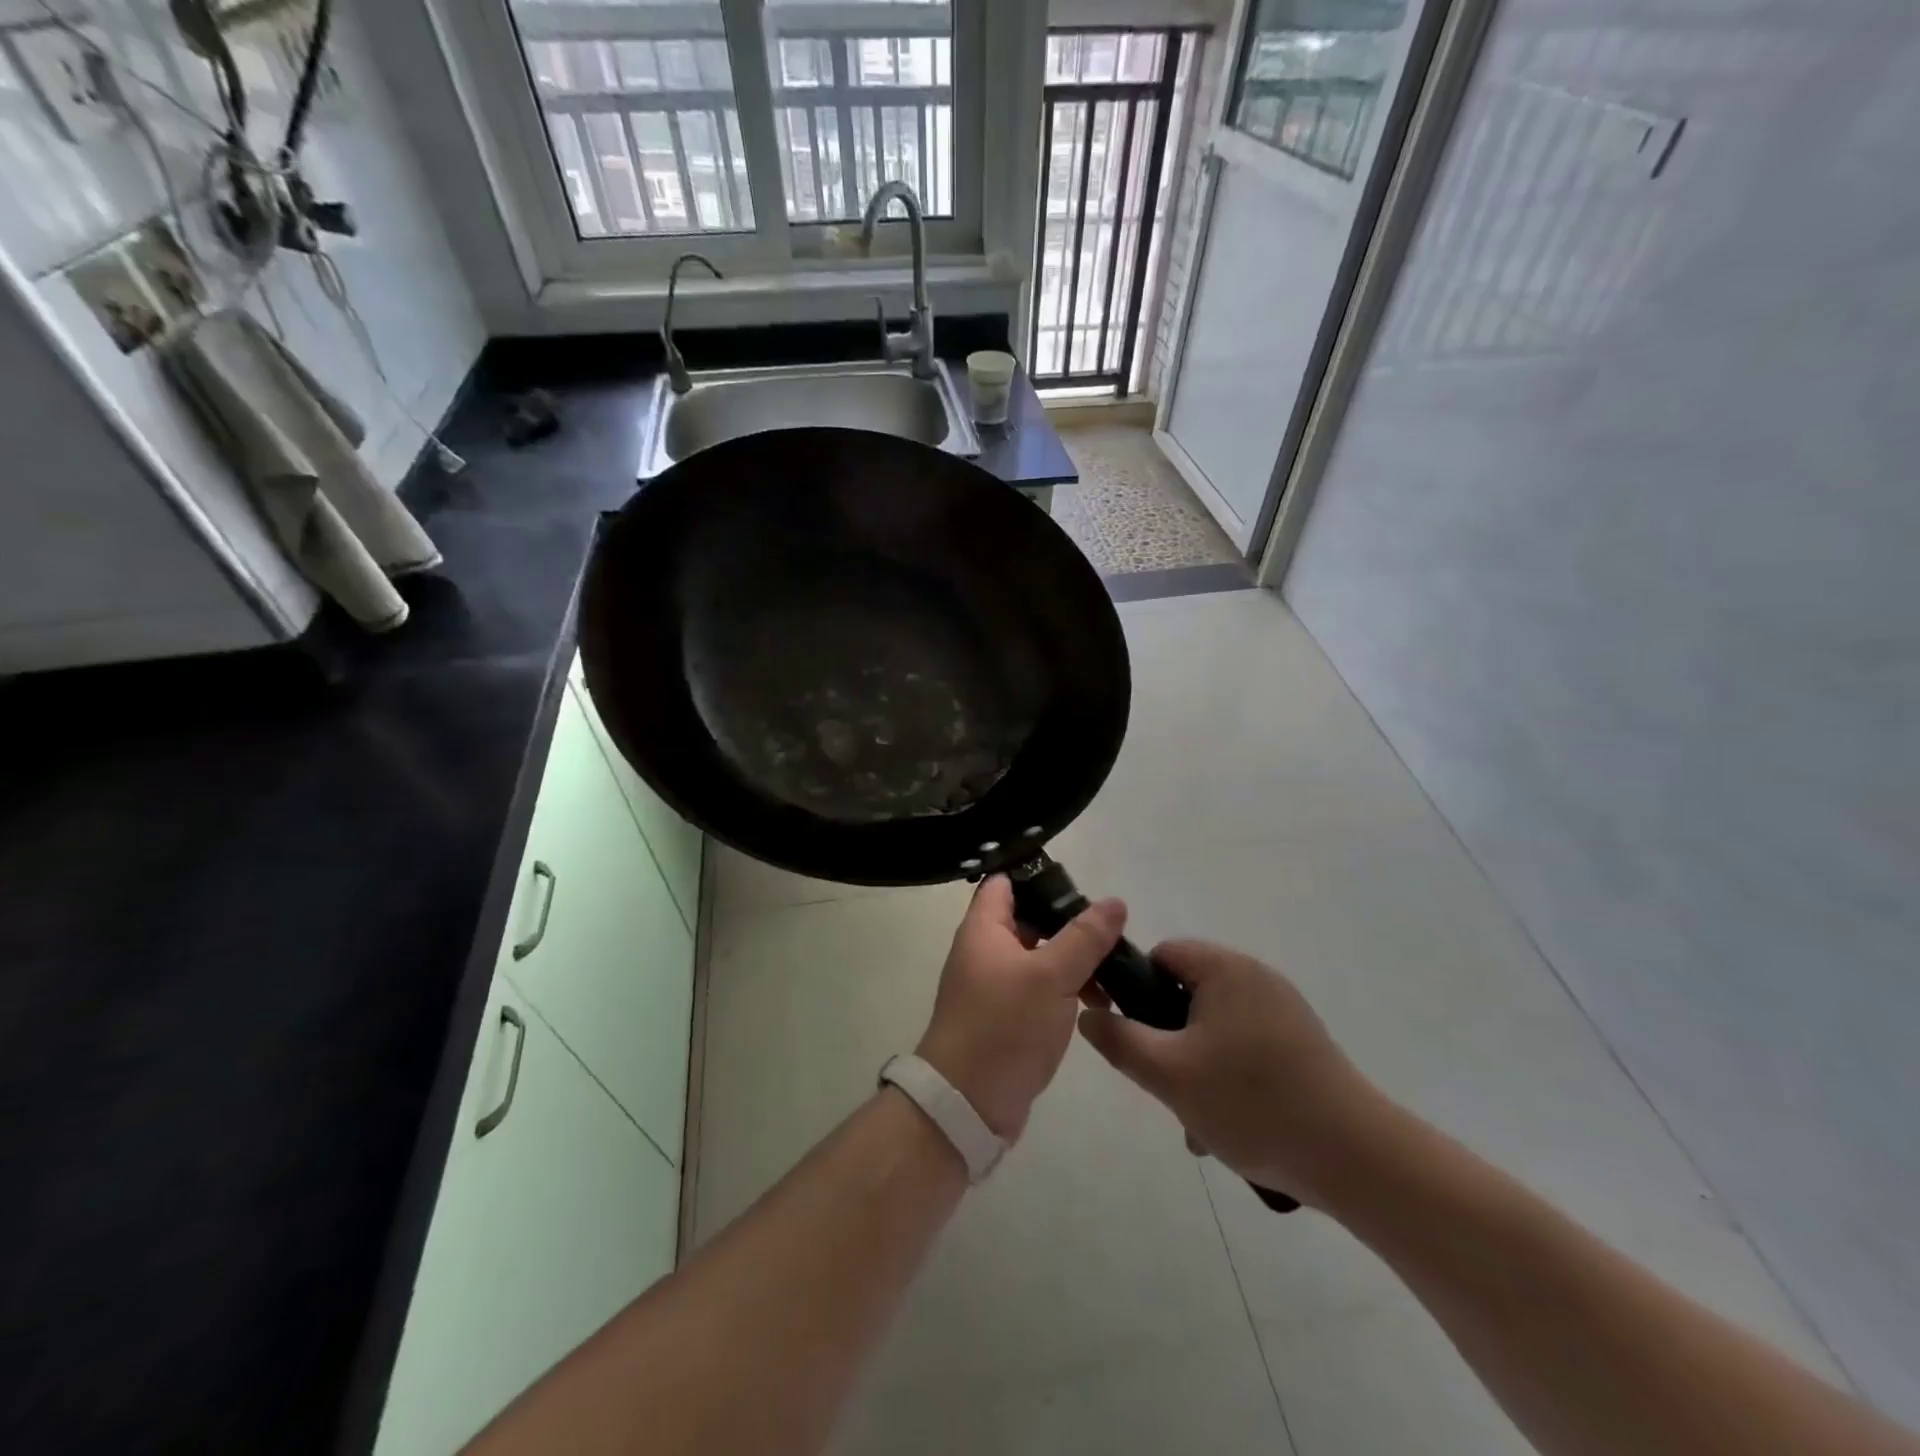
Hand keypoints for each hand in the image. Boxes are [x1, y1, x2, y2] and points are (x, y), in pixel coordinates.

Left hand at [916, 876, 1124, 1141]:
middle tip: (1110, 931)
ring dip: (1072, 962)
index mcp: (983, 929)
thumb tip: (1114, 902)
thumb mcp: (1051, 976)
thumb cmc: (1004, 1026)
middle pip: (1028, 920)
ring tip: (1113, 973)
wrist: (967, 1103)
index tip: (1079, 883)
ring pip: (1038, 958)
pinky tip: (1096, 1003)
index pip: (1005, 883)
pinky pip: (1038, 990)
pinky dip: (1064, 990)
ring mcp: (992, 986)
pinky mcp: (1004, 1018)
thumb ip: (1084, 937)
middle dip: (1068, 924)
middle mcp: (983, 951)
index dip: (1038, 876)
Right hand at [1076, 941, 1388, 1207]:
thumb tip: (1088, 1014)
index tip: (1129, 1035)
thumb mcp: (1168, 1074)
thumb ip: (1119, 1040)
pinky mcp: (1302, 1045)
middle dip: (1167, 1040)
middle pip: (1186, 995)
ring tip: (1197, 1120)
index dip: (1134, 990)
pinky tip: (1229, 1125)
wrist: (1358, 1159)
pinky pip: (1245, 1047)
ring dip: (1195, 1066)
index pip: (1160, 956)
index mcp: (1225, 969)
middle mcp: (1256, 978)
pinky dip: (1228, 1077)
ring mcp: (1284, 1012)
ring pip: (1214, 1028)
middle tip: (1165, 1085)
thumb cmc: (1252, 1103)